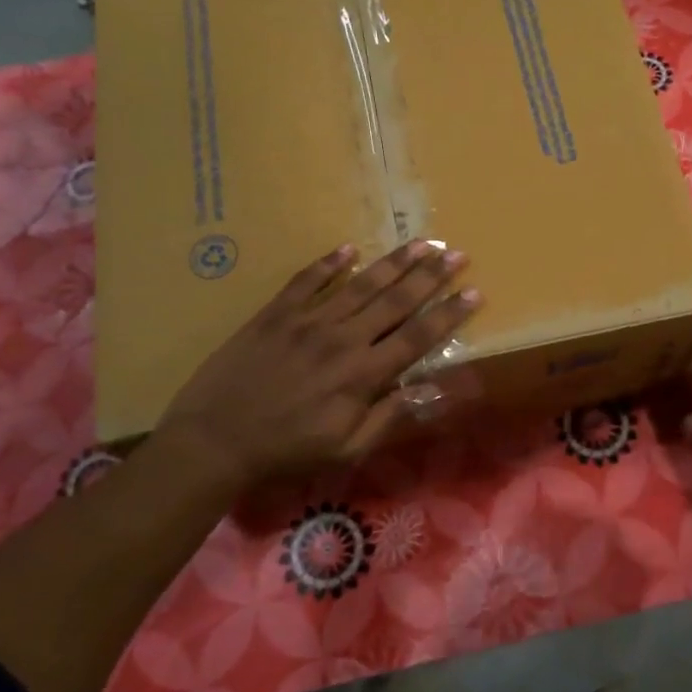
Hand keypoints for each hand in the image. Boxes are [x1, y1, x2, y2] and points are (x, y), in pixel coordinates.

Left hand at [153, 240, 480, 492]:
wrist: (216, 438)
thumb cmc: (287, 450)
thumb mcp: (346, 449)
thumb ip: (389, 416)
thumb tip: (431, 389)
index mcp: (363, 374)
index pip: (417, 336)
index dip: (449, 313)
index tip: (474, 291)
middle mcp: (343, 338)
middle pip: (395, 300)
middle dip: (431, 275)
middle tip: (456, 252)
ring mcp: (308, 320)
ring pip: (360, 284)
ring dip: (394, 262)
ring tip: (421, 242)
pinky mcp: (276, 313)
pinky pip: (307, 280)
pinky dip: (329, 263)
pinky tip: (349, 248)